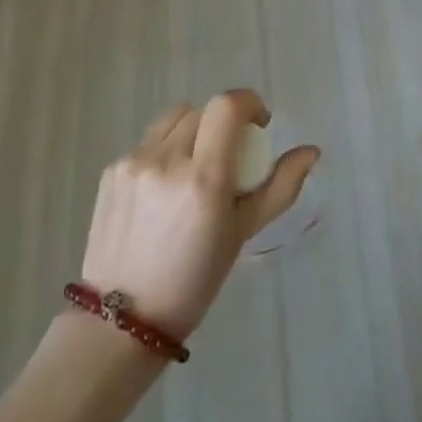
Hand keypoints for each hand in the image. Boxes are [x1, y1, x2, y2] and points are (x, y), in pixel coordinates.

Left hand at [81, 90, 318, 339]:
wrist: (122, 319)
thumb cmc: (194, 280)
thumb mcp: (243, 232)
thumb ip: (280, 187)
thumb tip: (311, 151)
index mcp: (203, 178)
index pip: (227, 106)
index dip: (249, 103)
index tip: (259, 125)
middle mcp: (165, 160)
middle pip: (204, 110)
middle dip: (224, 123)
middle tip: (231, 156)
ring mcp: (133, 162)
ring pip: (174, 119)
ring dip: (194, 130)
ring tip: (196, 166)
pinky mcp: (110, 170)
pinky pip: (148, 141)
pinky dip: (166, 150)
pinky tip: (165, 189)